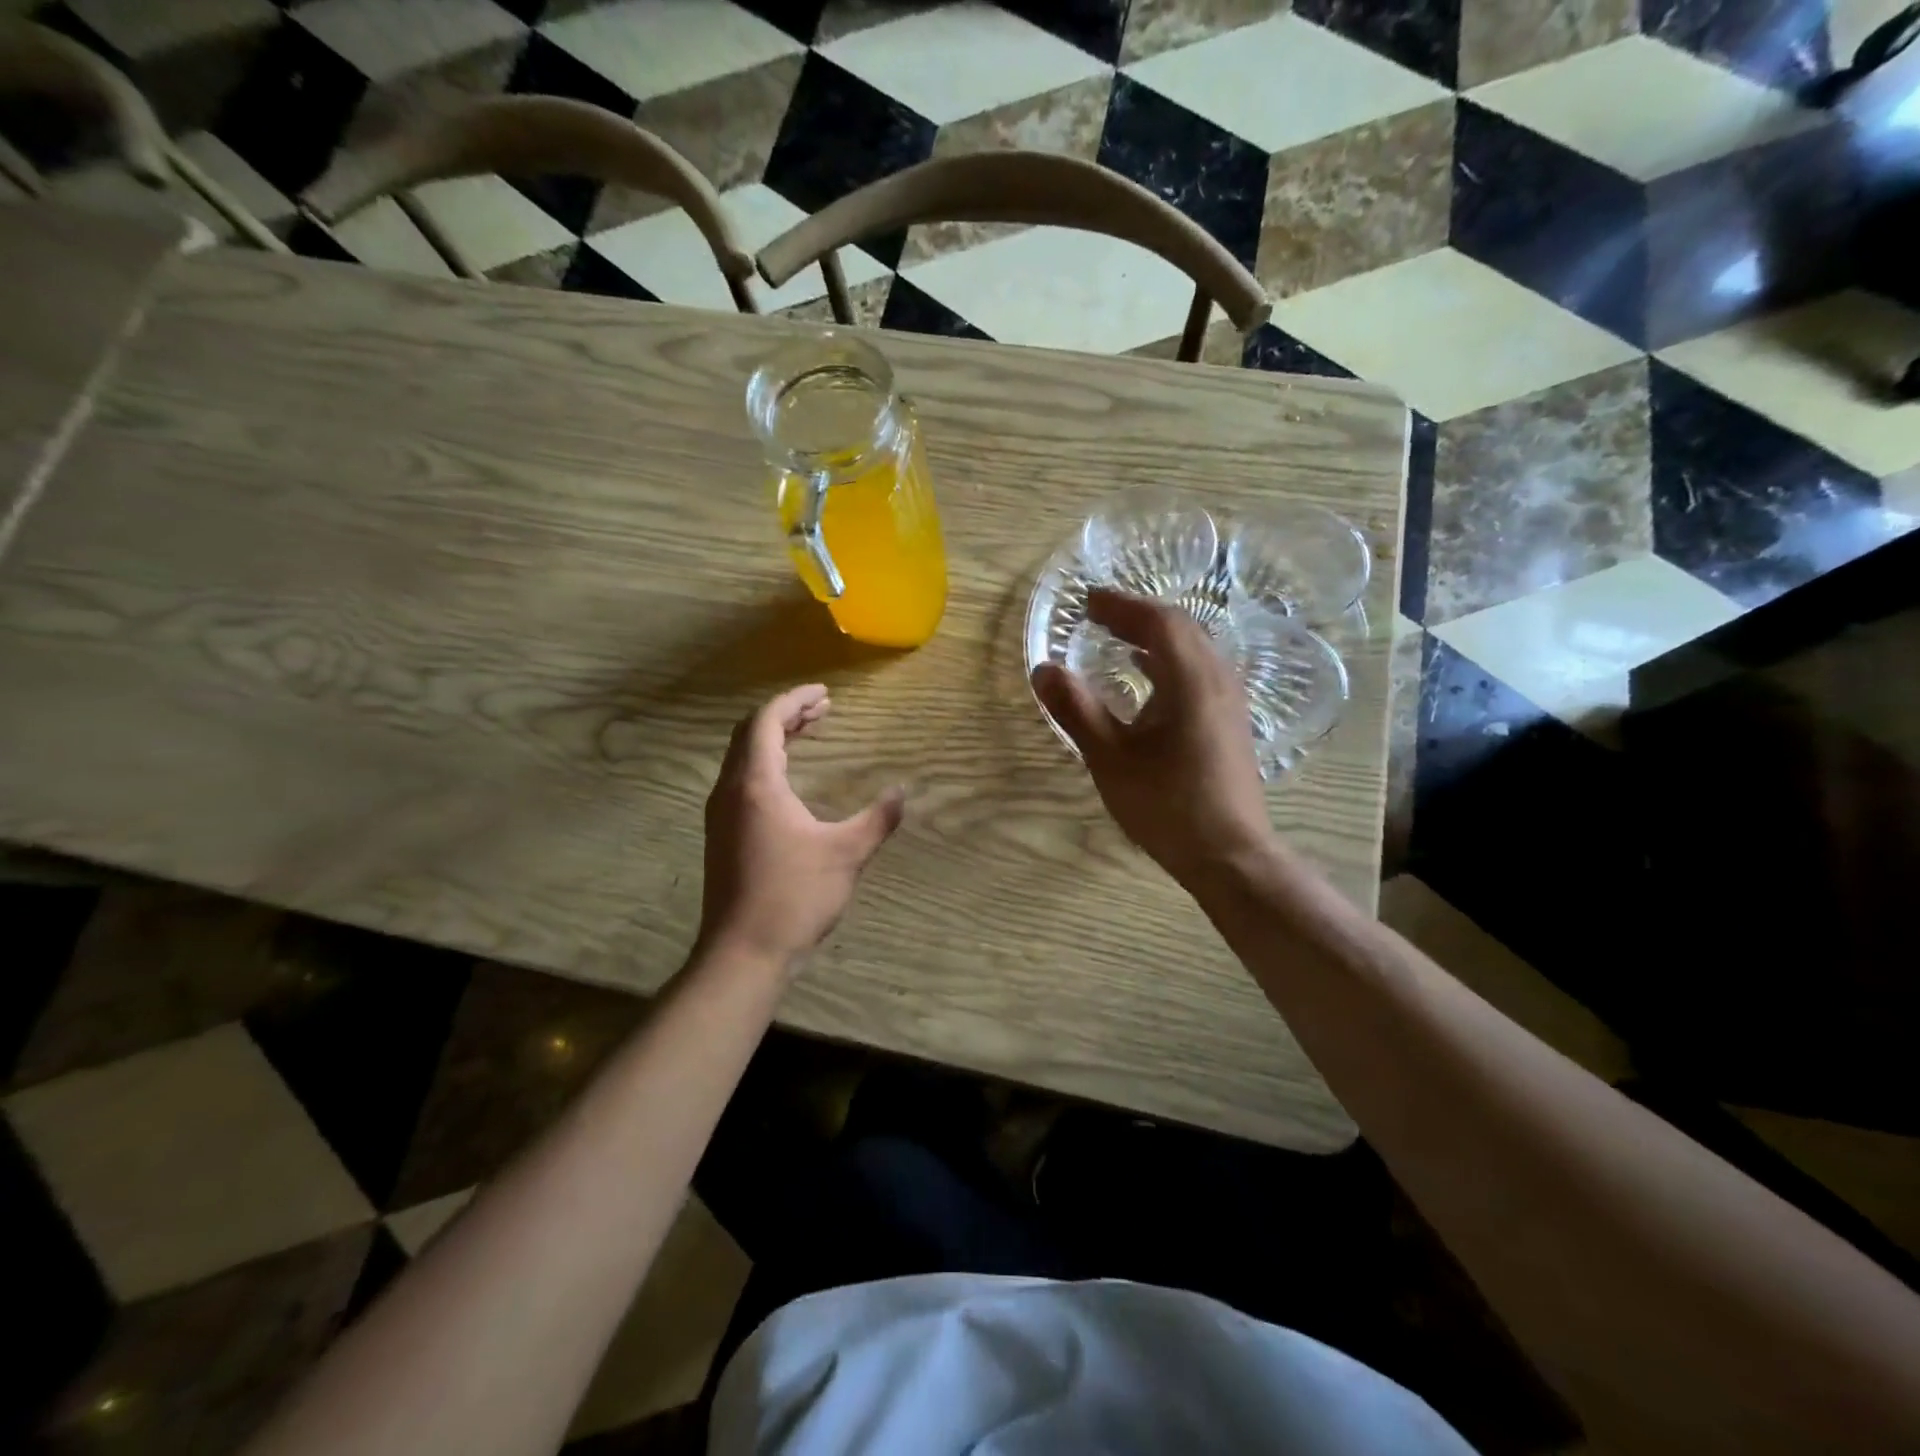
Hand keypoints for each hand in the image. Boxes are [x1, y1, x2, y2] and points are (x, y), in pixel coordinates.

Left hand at [698, 684, 904, 974]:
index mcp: (756, 784)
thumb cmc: (794, 896)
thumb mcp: (846, 854)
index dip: (795, 701)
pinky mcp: (723, 835)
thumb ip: (877, 819)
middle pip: (750, 733)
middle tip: (824, 710)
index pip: (766, 721)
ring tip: (811, 733)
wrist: (743, 953)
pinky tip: (790, 779)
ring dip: (775, 738)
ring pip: (743, 757)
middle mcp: (730, 791)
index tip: (826, 694)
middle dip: (787, 715)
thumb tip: (903, 792)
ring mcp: (721, 814)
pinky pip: (742, 780)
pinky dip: (767, 763)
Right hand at [1032, 590, 1274, 886]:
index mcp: (1191, 680)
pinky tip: (1147, 678)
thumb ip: (1077, 710)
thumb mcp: (1110, 759)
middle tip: (1098, 614)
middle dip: (1137, 615)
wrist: (1229, 854)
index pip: (1158, 622)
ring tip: (1118, 637)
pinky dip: (1168, 660)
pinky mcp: (1229, 721)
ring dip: (1155, 636)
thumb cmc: (1167, 805)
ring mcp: (1229, 700)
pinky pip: (1198, 671)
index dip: (1121, 606)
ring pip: (1193, 648)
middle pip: (1181, 628)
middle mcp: (1218, 679)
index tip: (1087, 601)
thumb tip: (1044, 670)